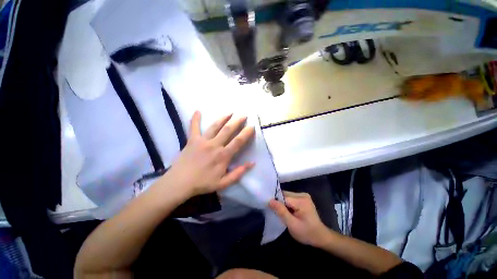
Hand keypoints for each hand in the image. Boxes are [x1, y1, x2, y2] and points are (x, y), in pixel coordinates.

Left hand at [164, 111, 254, 196]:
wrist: (179, 183)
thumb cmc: (203, 183)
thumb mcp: (223, 183)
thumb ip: (238, 173)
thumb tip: (252, 163)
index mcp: (223, 156)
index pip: (238, 141)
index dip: (246, 133)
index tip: (251, 126)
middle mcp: (214, 145)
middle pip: (228, 130)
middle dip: (237, 121)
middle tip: (244, 115)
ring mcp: (202, 141)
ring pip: (215, 126)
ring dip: (223, 118)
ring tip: (230, 112)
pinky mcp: (192, 140)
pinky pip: (194, 127)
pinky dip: (195, 119)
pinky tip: (197, 111)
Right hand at [269, 191, 330, 247]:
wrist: (321, 236)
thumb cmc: (307, 233)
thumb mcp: (292, 225)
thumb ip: (281, 211)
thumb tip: (270, 200)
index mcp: (301, 200)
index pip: (283, 197)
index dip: (276, 203)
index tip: (272, 211)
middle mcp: (302, 194)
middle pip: (285, 195)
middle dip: (280, 203)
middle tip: (278, 214)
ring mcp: (303, 195)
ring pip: (286, 195)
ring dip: (283, 203)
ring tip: (284, 213)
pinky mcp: (303, 198)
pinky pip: (290, 197)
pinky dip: (287, 203)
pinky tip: (288, 211)